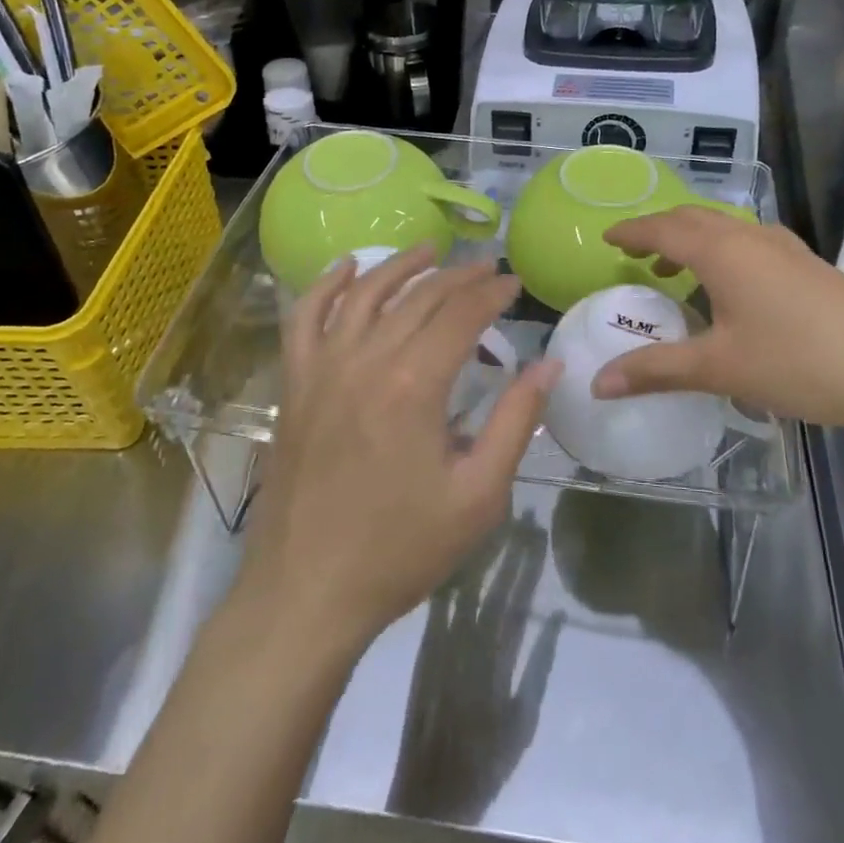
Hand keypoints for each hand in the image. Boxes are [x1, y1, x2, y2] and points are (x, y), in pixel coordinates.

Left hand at [235, 246, 557, 654]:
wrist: (306, 593)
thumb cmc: (400, 550)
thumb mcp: (478, 496)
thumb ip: (515, 422)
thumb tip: (548, 365)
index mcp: (414, 385)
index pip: (461, 314)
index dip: (492, 292)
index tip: (514, 282)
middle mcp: (365, 360)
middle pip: (418, 297)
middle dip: (458, 276)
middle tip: (487, 268)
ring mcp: (322, 369)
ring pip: (364, 294)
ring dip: (400, 265)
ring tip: (430, 249)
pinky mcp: (295, 385)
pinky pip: (305, 319)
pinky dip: (326, 285)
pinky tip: (347, 268)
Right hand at [595, 208, 843, 439]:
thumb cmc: (798, 363)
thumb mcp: (719, 369)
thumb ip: (655, 371)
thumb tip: (597, 383)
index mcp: (723, 251)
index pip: (663, 228)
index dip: (631, 231)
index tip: (607, 238)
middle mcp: (751, 237)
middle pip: (693, 219)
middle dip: (659, 230)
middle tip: (635, 253)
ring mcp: (786, 248)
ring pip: (725, 228)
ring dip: (693, 240)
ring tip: (675, 271)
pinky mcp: (809, 264)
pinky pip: (750, 242)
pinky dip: (723, 251)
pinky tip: (732, 286)